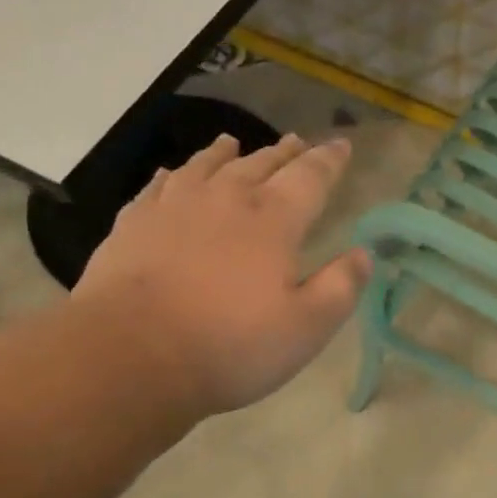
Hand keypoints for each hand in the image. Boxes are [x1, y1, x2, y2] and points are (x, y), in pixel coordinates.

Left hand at [74, 132, 370, 419]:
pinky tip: (171, 174)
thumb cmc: (231, 346)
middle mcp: (225, 200)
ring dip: (225, 152)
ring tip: (234, 142)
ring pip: (206, 166)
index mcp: (273, 221)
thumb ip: (341, 287)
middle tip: (297, 142)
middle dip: (284, 153)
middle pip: (260, 164)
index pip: (310, 178)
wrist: (132, 356)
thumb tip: (364, 254)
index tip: (342, 146)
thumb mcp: (307, 327)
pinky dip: (173, 175)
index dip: (329, 161)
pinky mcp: (133, 224)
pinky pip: (158, 186)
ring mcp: (174, 207)